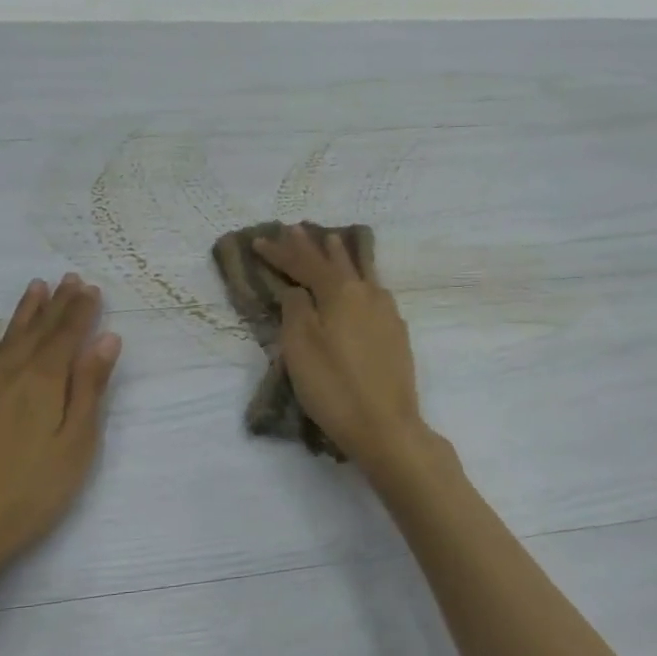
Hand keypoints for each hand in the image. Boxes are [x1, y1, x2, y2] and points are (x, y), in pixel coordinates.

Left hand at [0, 275, 120, 601]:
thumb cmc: (31, 494)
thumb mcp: (76, 444)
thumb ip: (89, 389)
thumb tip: (106, 339)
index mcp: (42, 384)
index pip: (66, 337)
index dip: (80, 312)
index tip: (90, 288)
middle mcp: (5, 376)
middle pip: (35, 333)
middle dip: (55, 305)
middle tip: (68, 279)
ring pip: (1, 341)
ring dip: (21, 313)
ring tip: (35, 288)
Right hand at [255, 225, 424, 466]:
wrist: (386, 426)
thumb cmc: (334, 387)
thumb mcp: (301, 348)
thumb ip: (296, 310)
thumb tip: (298, 289)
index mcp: (340, 293)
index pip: (305, 263)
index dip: (281, 252)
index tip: (259, 240)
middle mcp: (367, 294)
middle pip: (335, 262)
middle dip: (313, 246)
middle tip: (297, 228)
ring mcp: (387, 312)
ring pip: (361, 273)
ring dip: (342, 256)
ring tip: (333, 241)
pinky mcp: (397, 333)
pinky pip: (374, 292)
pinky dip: (360, 279)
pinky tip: (362, 284)